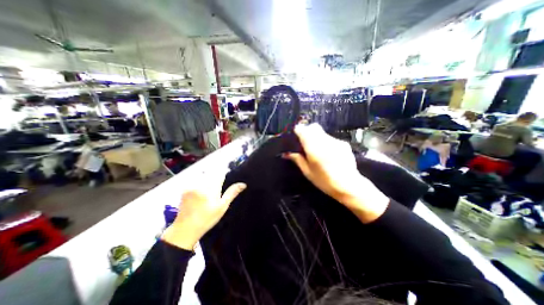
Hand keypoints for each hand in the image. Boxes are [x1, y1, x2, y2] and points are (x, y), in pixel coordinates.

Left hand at [161, 169, 246, 249]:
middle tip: (216, 189)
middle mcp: (200, 184)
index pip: (220, 173)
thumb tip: (243, 184)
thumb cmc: (207, 219)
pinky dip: (200, 183)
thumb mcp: (222, 207)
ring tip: (208, 193)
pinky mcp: (185, 189)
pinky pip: (195, 181)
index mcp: (211, 188)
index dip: (224, 173)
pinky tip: (200, 194)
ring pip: (203, 176)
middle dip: (216, 177)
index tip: (227, 175)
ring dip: (208, 179)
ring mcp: (191, 186)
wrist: (185, 230)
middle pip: (211, 173)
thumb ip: (232, 193)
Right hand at [287, 124, 388, 223]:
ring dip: (317, 137)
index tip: (296, 136)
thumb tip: (286, 154)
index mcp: (313, 148)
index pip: (303, 130)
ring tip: (317, 150)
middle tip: (305, 143)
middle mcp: (324, 141)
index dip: (298, 131)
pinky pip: (330, 138)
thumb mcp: (308, 172)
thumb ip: (297, 160)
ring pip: (322, 132)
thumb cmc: (325, 181)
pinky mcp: (343, 143)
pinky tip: (328, 153)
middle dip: (308, 131)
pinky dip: (326, 142)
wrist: (349, 185)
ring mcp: (335, 141)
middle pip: (313, 127)